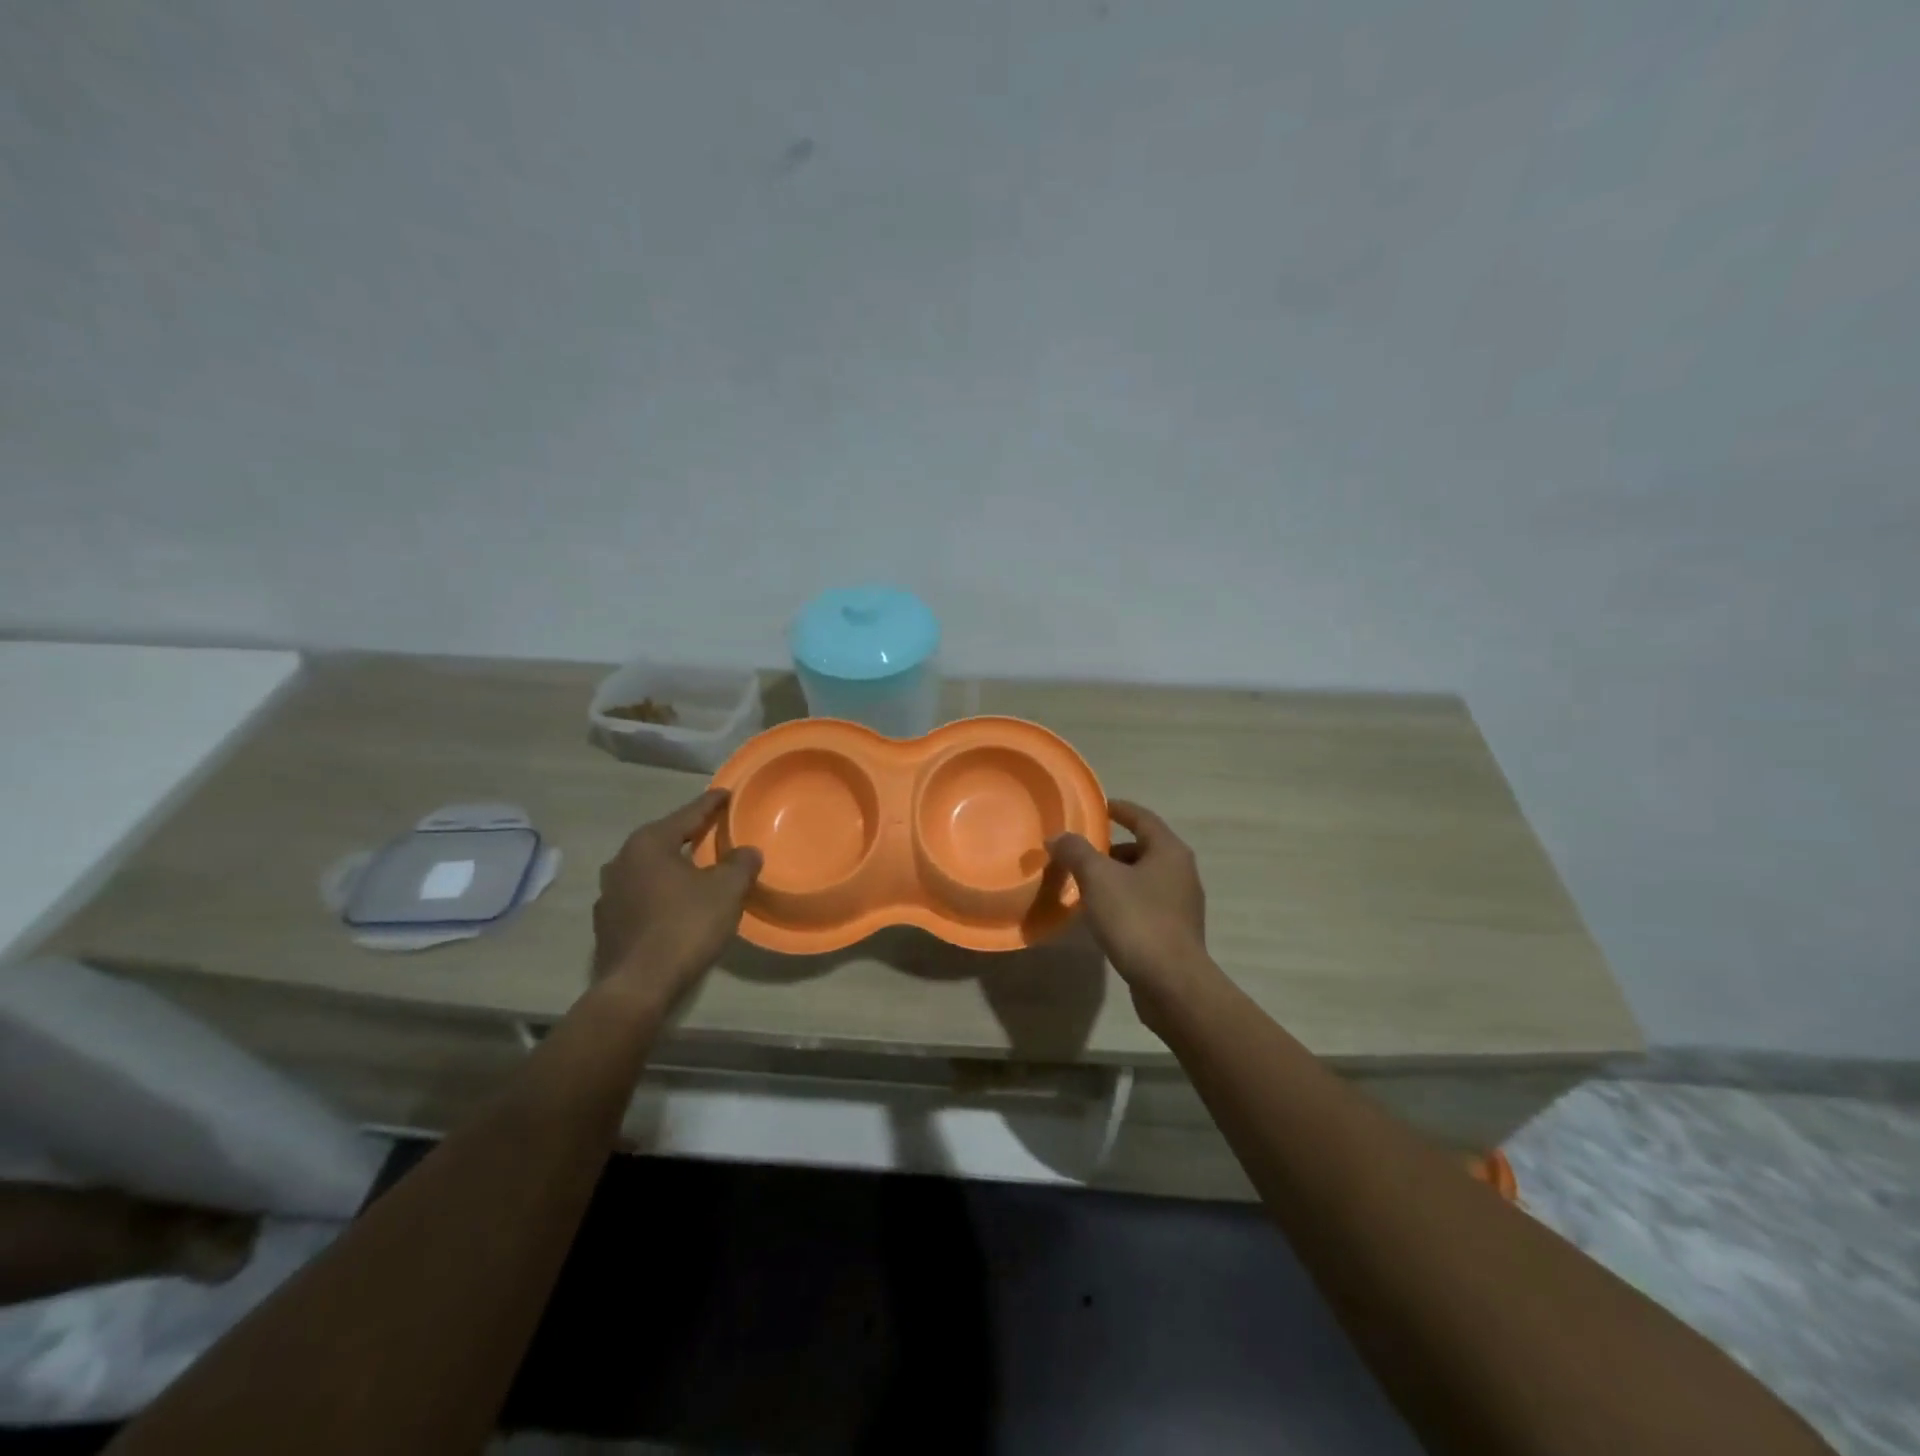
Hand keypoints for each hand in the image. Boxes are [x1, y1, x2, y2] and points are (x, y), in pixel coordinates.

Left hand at [592, 789, 762, 1005]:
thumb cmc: (685, 926)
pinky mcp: (607, 923)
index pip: (687, 814)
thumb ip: (740, 864)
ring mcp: (609, 893)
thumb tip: (747, 852)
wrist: (638, 985)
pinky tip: (676, 903)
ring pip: (650, 869)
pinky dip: (661, 892)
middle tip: (714, 830)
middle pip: (664, 839)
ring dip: (673, 866)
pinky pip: (641, 895)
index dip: (710, 804)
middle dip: (689, 834)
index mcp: (648, 844)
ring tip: (697, 868)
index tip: (726, 793)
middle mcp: (621, 861)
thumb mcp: (726, 890)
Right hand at [1047, 800, 1217, 1016]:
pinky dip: (1122, 901)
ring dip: (1115, 877)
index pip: (1142, 817)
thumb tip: (1058, 837)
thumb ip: (1076, 851)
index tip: (1096, 807)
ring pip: (1142, 879)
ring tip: (1084, 886)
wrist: (1172, 984)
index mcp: (1169, 851)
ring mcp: (1181, 905)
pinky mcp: (1175, 932)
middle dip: (1110, 849)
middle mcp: (1181, 872)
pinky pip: (1144, 904)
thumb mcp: (1098, 878)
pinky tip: (1101, 916)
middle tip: (1080, 853)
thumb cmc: (1137, 920)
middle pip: (1142, 848)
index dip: (1117, 809)